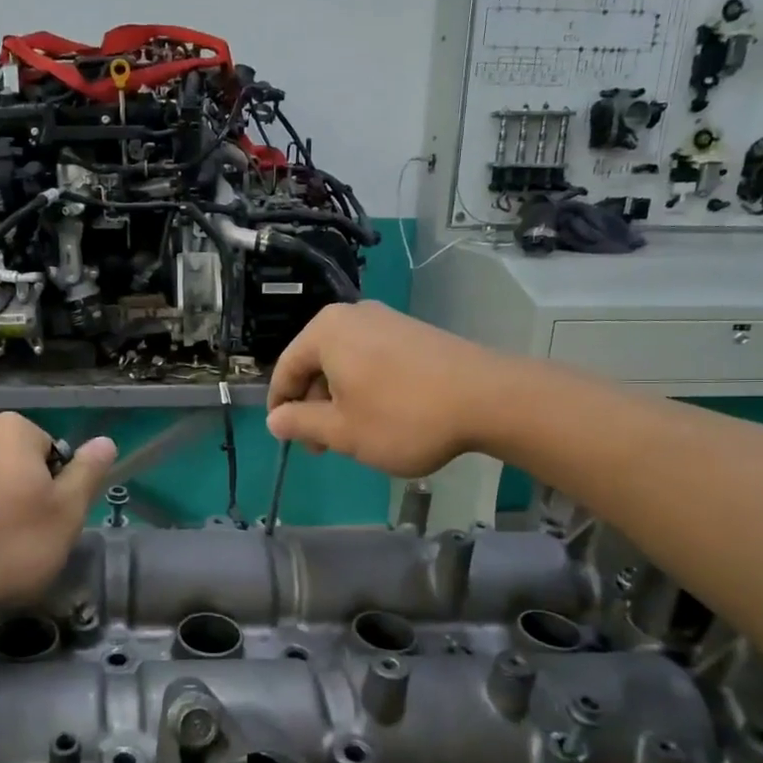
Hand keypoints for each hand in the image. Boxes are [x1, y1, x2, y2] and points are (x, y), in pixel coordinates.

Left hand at [0, 415, 115, 627]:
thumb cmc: (0, 550)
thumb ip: (87, 476)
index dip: (48, 488)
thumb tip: (105, 442)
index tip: (40, 524)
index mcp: (11, 431)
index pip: (46, 450)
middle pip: (0, 459)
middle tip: (6, 539)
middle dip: (6, 490)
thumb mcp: (64, 519)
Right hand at [265, 302, 503, 477]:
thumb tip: (274, 420)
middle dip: (314, 406)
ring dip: (340, 400)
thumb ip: (300, 423)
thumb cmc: (402, 416)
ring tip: (355, 436)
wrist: (489, 399)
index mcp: (325, 331)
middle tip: (324, 446)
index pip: (286, 369)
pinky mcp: (413, 332)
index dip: (281, 408)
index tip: (289, 440)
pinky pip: (372, 359)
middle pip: (315, 364)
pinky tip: (383, 416)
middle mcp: (352, 316)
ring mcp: (387, 320)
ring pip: (345, 364)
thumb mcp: (342, 430)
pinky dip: (366, 387)